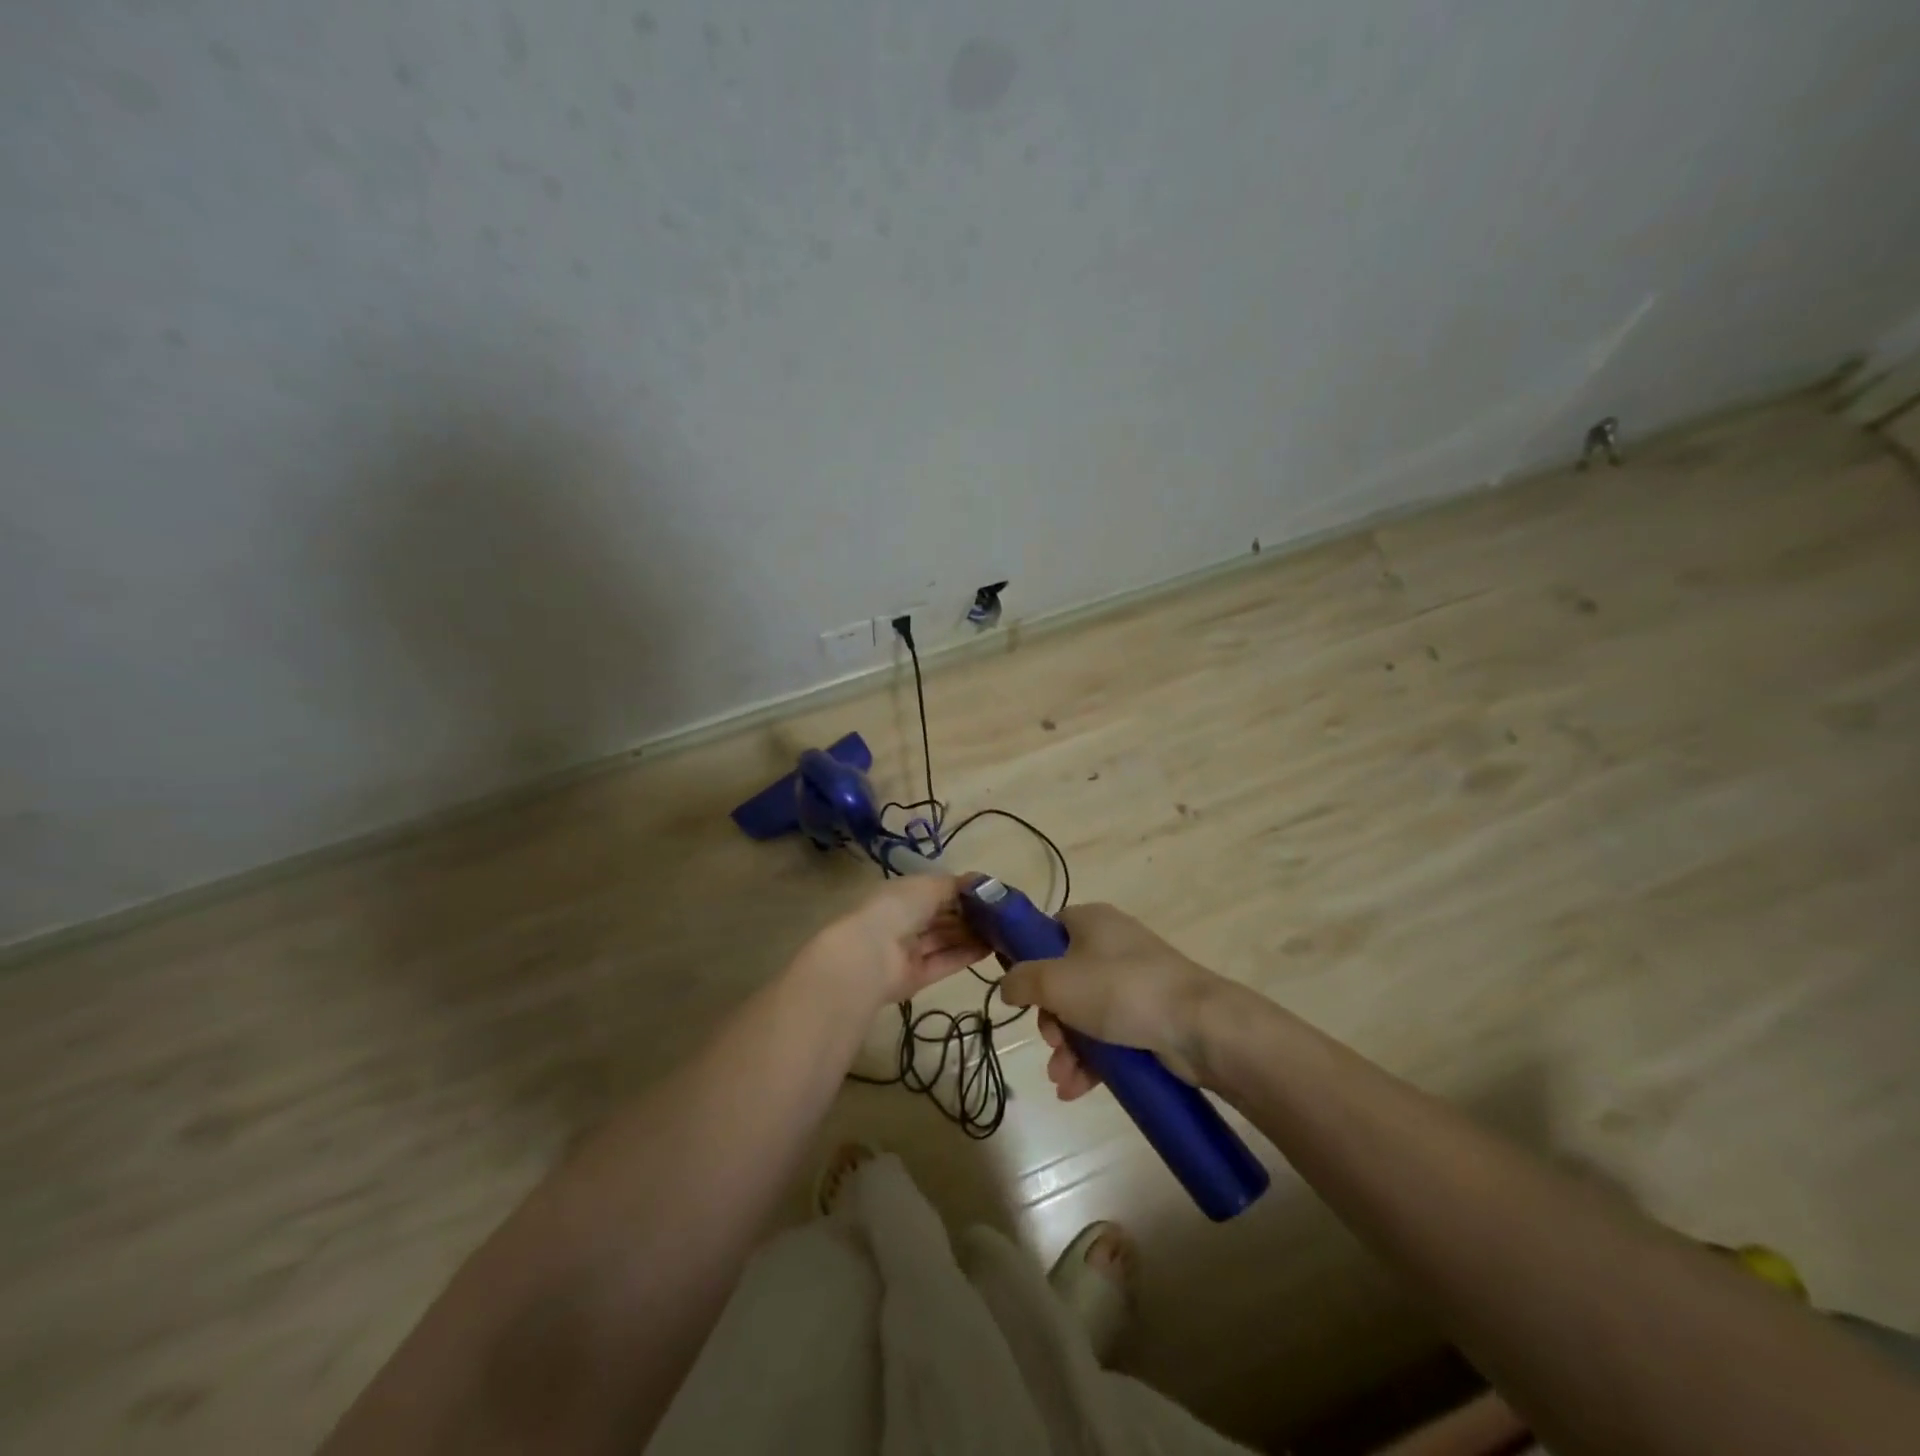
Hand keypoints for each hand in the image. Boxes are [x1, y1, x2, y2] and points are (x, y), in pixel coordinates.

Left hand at [795, 875, 989, 1009]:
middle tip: (1003, 914)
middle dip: (970, 915)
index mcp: (903, 894)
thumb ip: (956, 885)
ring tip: (1004, 931)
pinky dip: (967, 954)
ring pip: (946, 939)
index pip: (936, 891)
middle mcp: (906, 920)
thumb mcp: (929, 885)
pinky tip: (991, 948)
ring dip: (972, 934)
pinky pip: (946, 962)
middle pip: (943, 917)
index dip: (962, 892)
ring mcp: (911, 950)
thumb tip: (981, 882)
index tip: (990, 893)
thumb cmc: (898, 908)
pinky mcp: (918, 976)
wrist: (871, 955)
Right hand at [997, 903, 1227, 1095]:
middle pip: (1063, 980)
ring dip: (1067, 1048)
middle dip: (1050, 1021)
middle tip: (1051, 1043)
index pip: (1048, 931)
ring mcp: (1133, 981)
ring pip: (1084, 1013)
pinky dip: (1091, 1060)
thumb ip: (1021, 980)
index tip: (1022, 994)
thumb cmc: (1120, 990)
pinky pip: (1109, 1034)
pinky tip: (1075, 1089)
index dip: (1029, 961)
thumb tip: (1007, 987)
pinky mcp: (1149, 1014)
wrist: (1198, 1025)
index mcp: (1091, 921)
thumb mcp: (1056, 981)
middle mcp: (1111, 945)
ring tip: (1062, 1078)